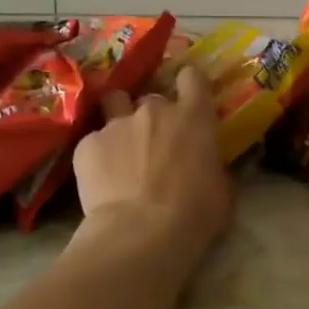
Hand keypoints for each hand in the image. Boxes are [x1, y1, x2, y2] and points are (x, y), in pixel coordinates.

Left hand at [73, 66, 232, 259]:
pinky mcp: (87, 144)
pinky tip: (101, 178)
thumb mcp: (221, 187)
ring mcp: (117, 124)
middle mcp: (154, 110)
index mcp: (194, 117)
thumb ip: (212, 164)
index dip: (188, 82)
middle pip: (152, 97)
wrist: (141, 232)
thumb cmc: (195, 212)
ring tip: (120, 147)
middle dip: (154, 115)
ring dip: (120, 120)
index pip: (192, 77)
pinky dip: (98, 155)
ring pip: (115, 106)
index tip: (188, 93)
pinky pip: (93, 141)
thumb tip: (207, 165)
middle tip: (155, 141)